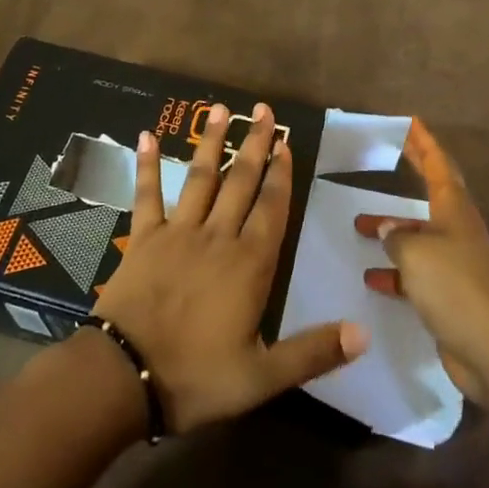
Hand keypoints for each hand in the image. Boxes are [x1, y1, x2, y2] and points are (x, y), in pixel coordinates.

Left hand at [94, 101, 366, 432]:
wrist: (125, 376)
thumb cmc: (196, 377)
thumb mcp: (262, 377)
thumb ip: (313, 351)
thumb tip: (364, 332)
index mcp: (249, 264)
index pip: (272, 208)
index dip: (281, 174)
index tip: (286, 143)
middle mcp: (217, 236)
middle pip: (241, 182)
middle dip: (255, 144)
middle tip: (264, 111)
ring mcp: (178, 232)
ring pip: (201, 177)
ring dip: (212, 142)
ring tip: (221, 109)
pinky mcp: (144, 237)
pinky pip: (147, 194)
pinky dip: (148, 164)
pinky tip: (147, 135)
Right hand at [354, 119, 488, 404]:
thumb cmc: (454, 287)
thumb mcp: (416, 253)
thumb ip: (396, 236)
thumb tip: (386, 229)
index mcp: (455, 210)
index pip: (439, 164)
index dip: (423, 142)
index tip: (409, 122)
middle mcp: (457, 230)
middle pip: (431, 193)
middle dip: (410, 174)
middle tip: (387, 156)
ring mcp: (456, 263)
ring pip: (419, 235)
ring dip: (392, 230)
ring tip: (359, 227)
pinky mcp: (451, 294)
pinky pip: (418, 272)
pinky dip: (396, 272)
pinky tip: (372, 278)